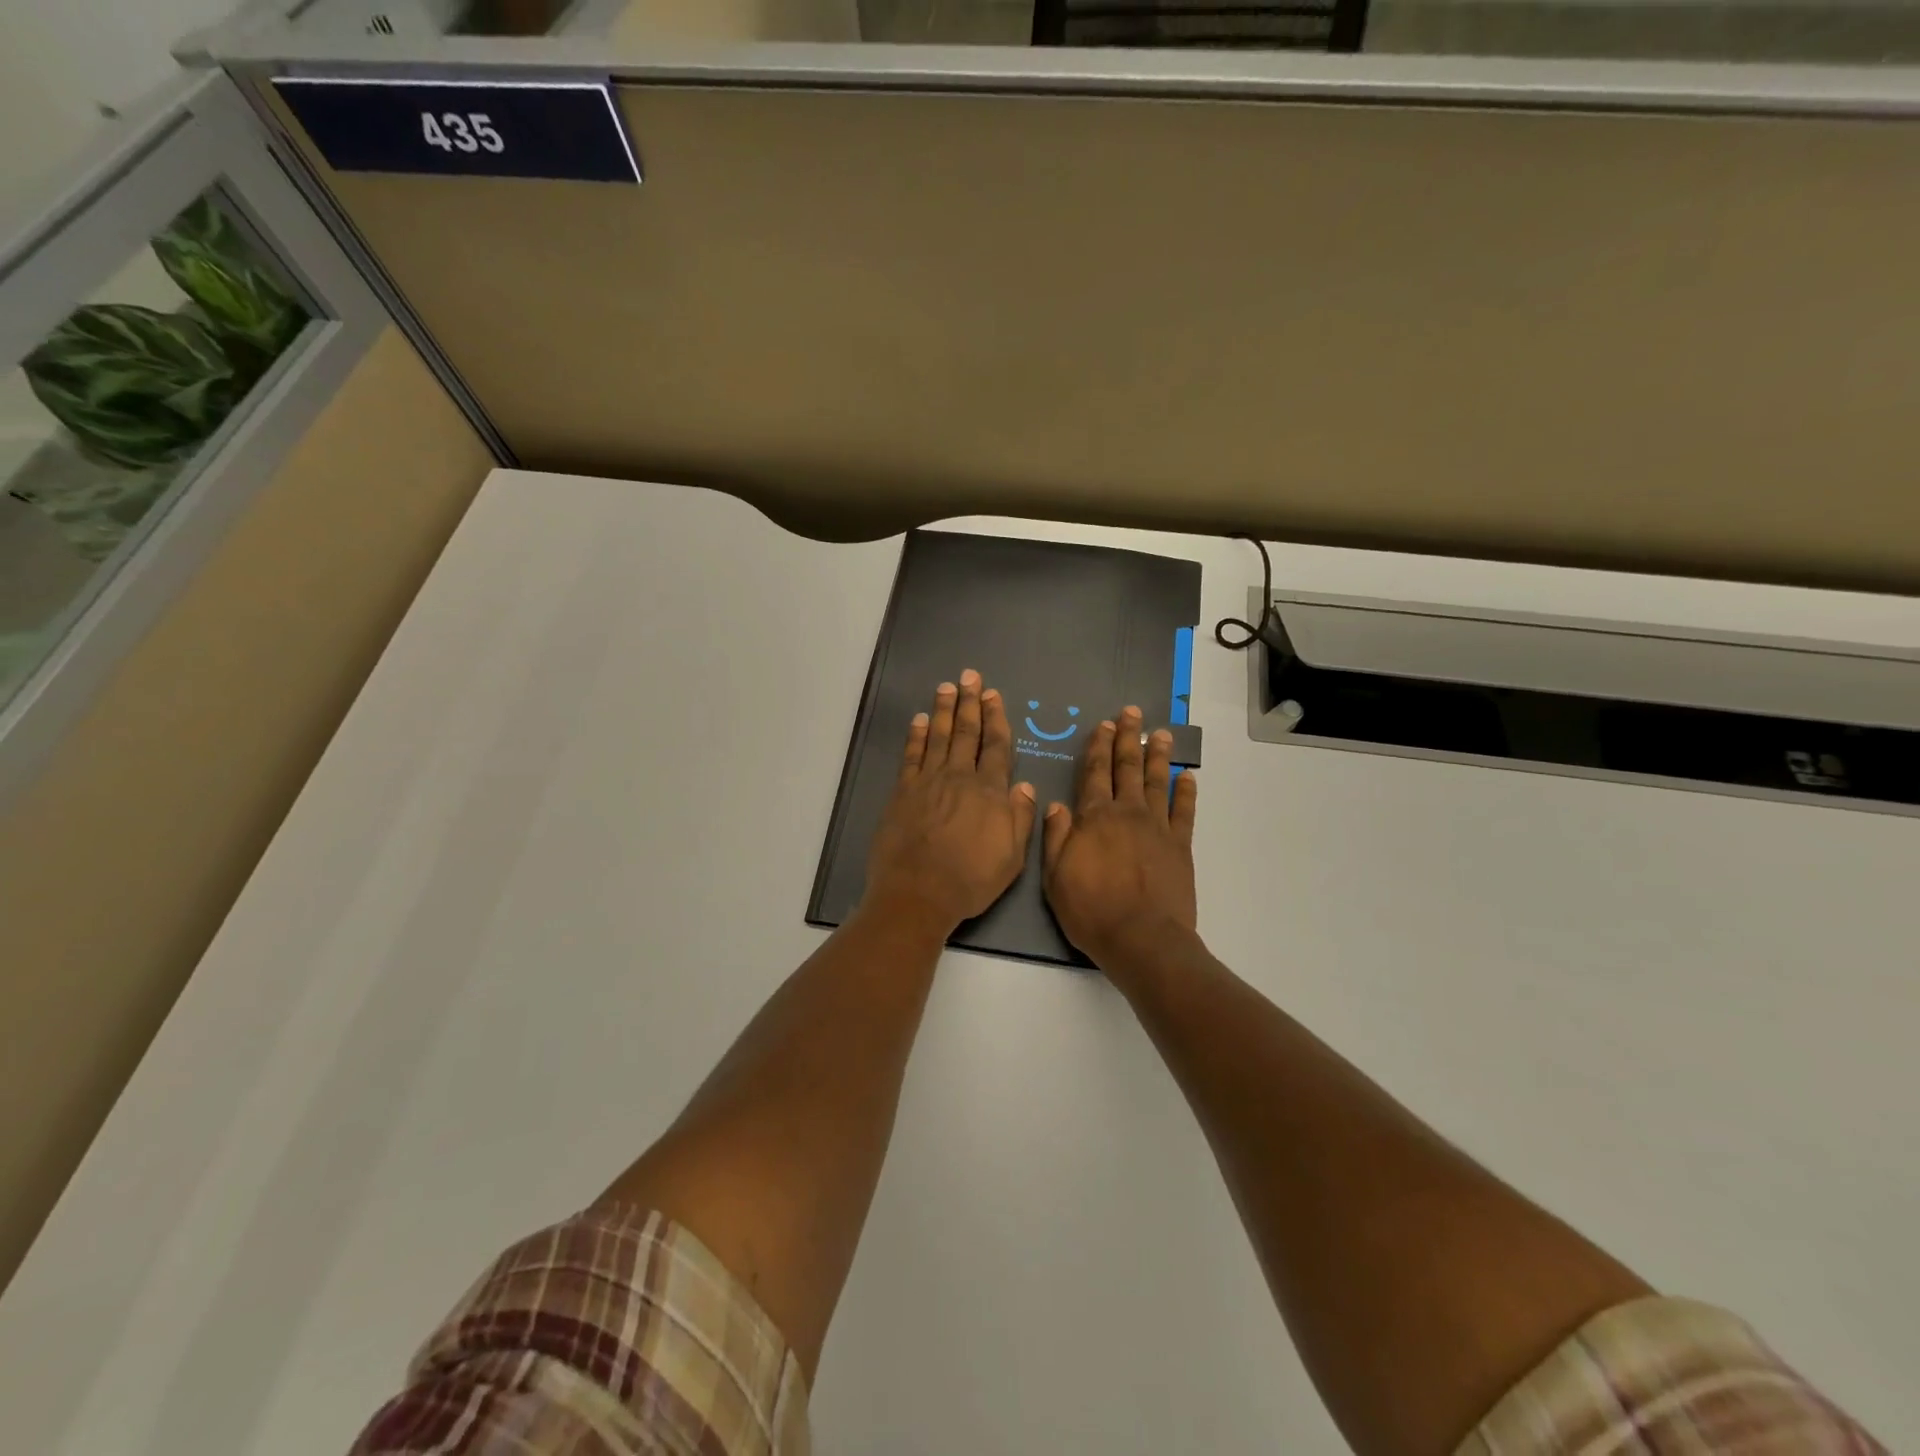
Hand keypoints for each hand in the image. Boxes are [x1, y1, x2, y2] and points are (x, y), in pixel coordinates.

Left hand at [863, 670, 1037, 938]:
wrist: (917, 893)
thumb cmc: (969, 881)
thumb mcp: (1011, 858)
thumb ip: (1020, 819)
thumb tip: (1025, 786)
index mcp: (990, 792)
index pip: (996, 746)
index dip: (995, 718)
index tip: (993, 695)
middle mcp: (960, 778)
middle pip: (966, 732)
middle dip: (970, 702)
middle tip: (970, 676)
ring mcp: (928, 781)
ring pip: (938, 736)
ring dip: (943, 710)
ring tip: (946, 687)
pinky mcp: (903, 791)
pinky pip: (912, 755)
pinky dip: (915, 735)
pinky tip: (918, 720)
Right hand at [1042, 706, 1198, 969]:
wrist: (1142, 939)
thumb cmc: (1091, 911)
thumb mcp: (1055, 877)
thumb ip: (1055, 836)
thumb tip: (1056, 803)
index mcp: (1094, 818)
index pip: (1094, 773)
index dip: (1097, 747)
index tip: (1102, 725)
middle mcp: (1127, 813)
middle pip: (1127, 768)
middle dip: (1127, 738)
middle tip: (1131, 713)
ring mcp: (1157, 827)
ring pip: (1157, 782)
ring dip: (1159, 756)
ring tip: (1161, 733)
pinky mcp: (1180, 846)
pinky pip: (1184, 812)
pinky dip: (1187, 792)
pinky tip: (1188, 777)